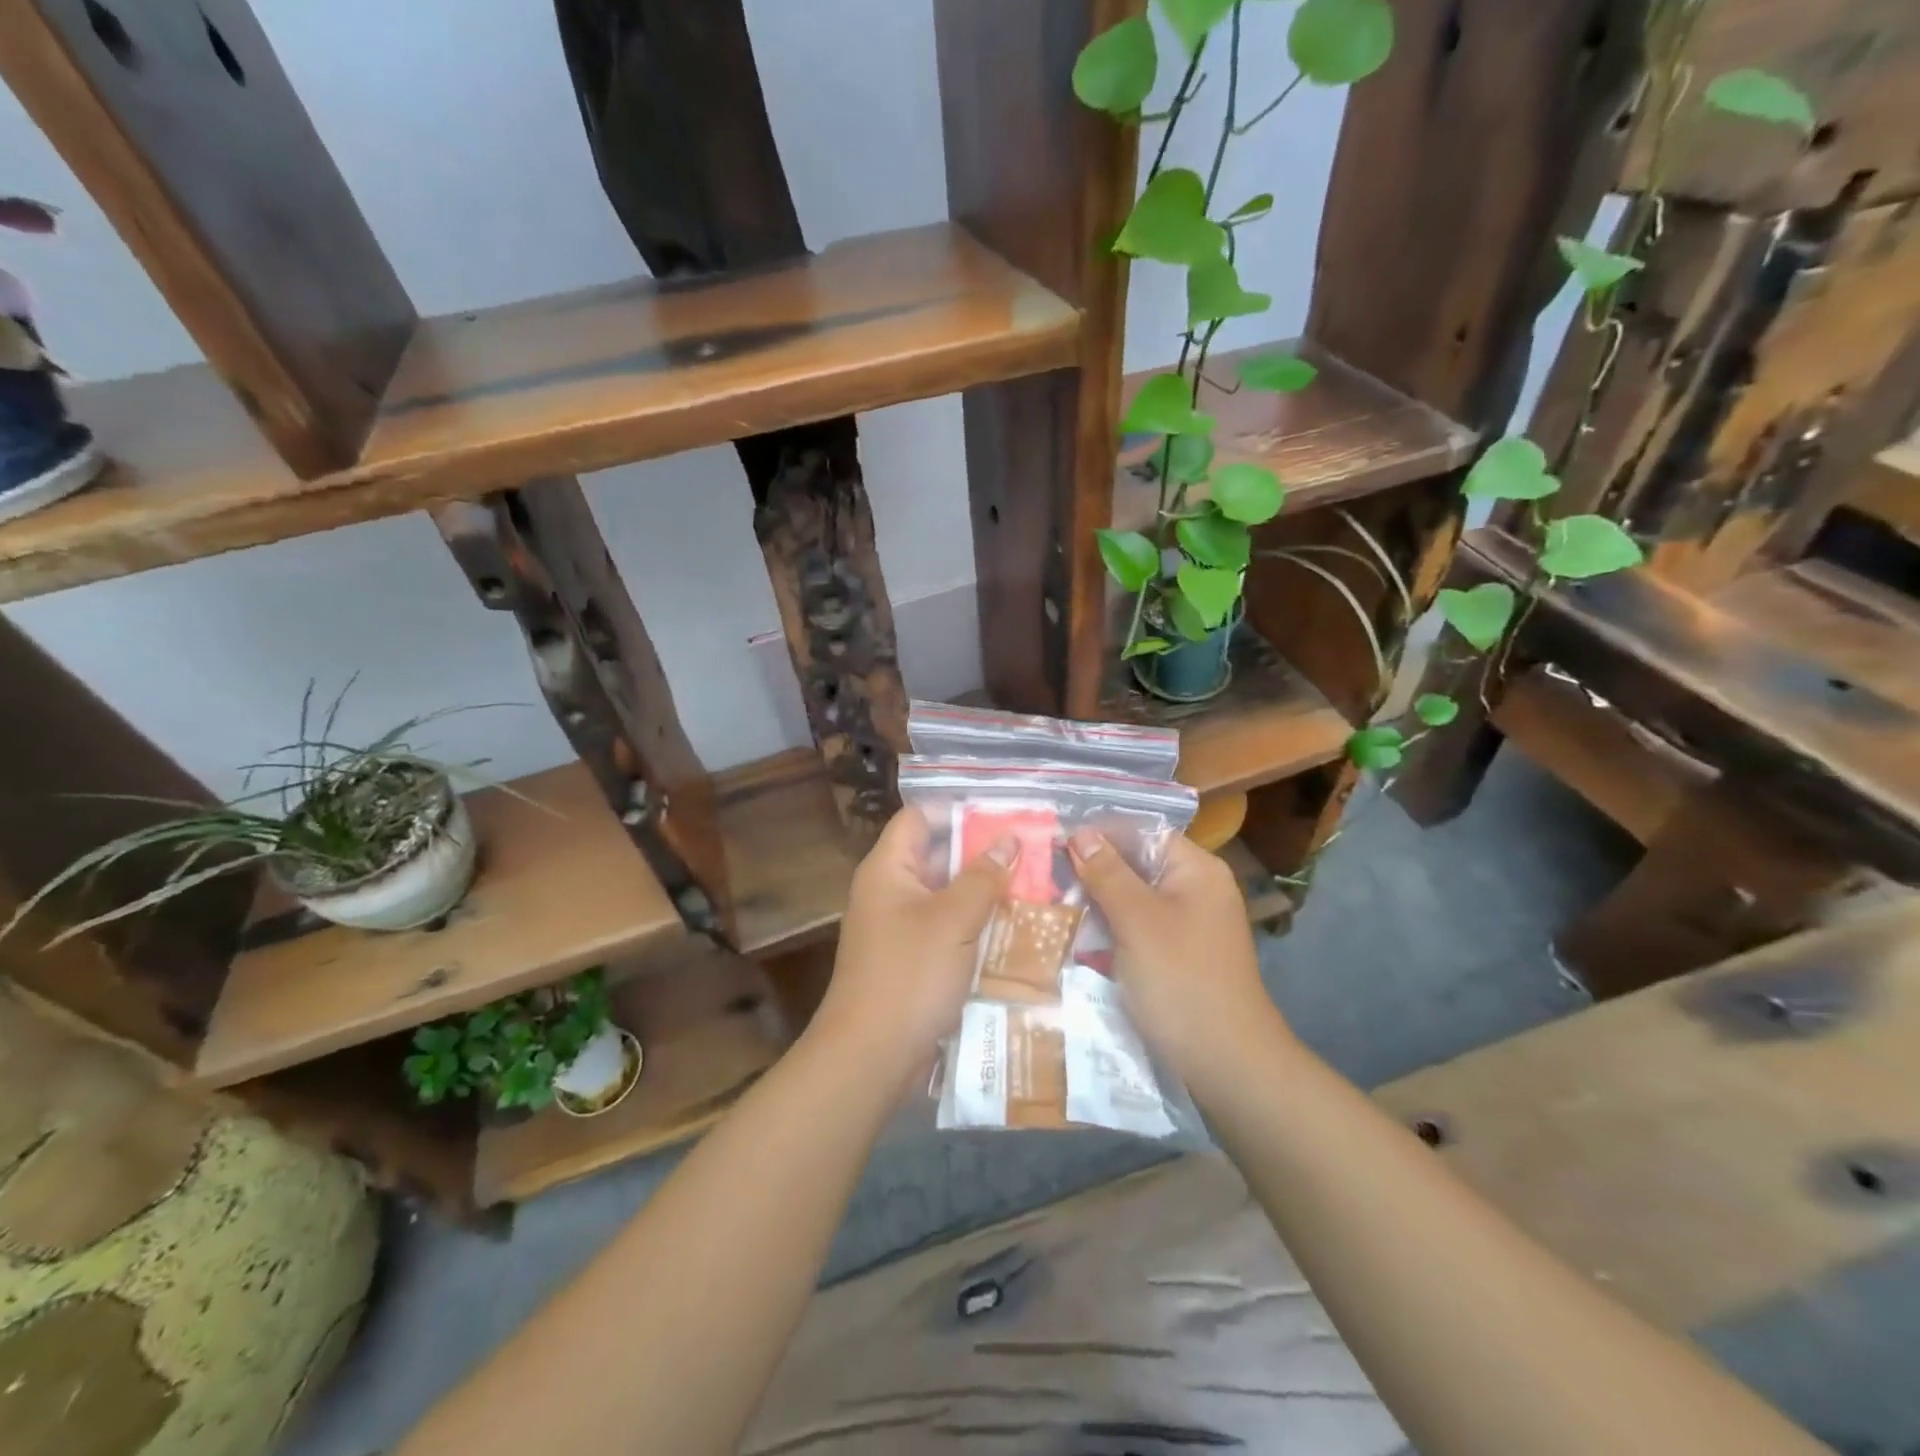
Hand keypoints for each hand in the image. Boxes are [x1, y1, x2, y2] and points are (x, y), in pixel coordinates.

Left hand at [811, 807, 1012, 1086]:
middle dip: (981, 854)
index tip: (1004, 815)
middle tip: (1031, 852)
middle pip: (936, 856)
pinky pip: (946, 929)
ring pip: (946, 896)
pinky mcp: (911, 960)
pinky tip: (1013, 930)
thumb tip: (1009, 840)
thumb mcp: (954, 920)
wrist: (871, 1056)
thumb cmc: (910, 975)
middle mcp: (890, 891)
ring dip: (983, 893)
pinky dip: (974, 926)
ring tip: (1032, 887)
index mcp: (888, 869)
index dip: (957, 811)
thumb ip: (983, 876)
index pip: (919, 817)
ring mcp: (899, 927)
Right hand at [1068, 830, 1288, 1081]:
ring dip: (1097, 901)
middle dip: (1093, 869)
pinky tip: (1076, 934)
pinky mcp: (1176, 956)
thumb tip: (1081, 833)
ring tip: (1051, 901)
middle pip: (1137, 864)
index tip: (1054, 841)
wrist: (1226, 1064)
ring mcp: (1187, 925)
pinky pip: (1137, 928)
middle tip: (1044, 874)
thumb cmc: (1182, 981)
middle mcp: (1196, 890)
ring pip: (1133, 898)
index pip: (1142, 832)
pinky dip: (1109, 928)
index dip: (1100, 833)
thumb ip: (1108, 873)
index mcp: (1197, 870)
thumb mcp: (1137, 921)